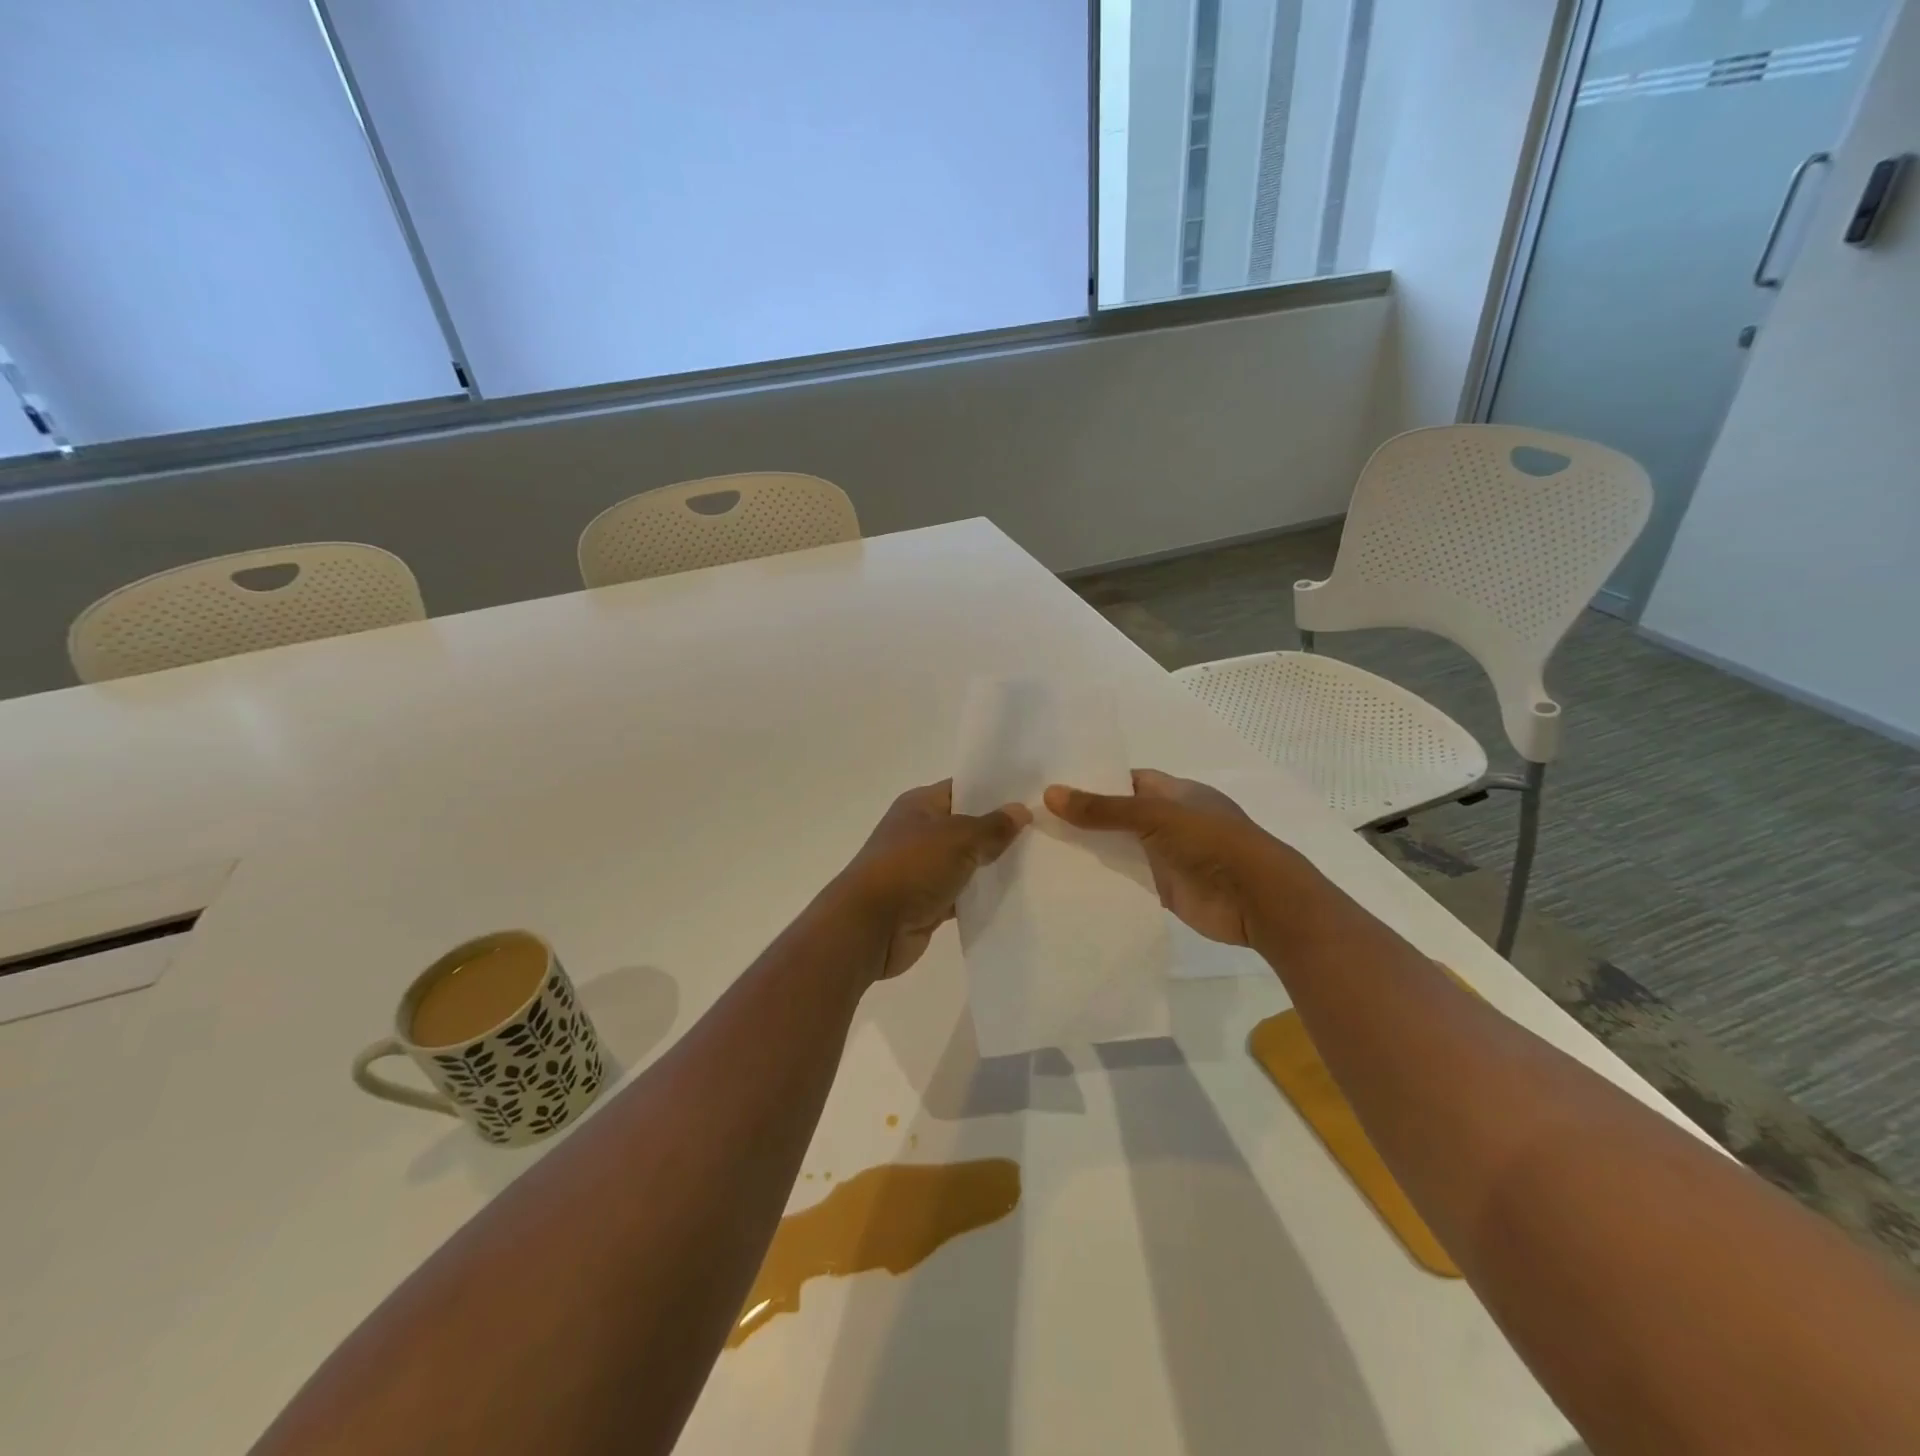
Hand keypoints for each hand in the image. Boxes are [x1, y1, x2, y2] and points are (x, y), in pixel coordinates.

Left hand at [832, 781, 1030, 980]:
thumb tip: (1020, 811)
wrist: (869, 926)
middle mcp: (919, 832)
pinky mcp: (927, 902)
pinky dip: (981, 896)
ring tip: (1039, 863)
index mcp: (920, 805)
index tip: (1032, 795)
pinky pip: (961, 894)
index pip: (963, 789)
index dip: (995, 791)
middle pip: (967, 826)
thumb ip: (992, 826)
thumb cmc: (911, 868)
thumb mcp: (958, 838)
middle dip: (1000, 830)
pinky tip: (1015, 896)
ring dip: (993, 866)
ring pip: (966, 862)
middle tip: (1045, 831)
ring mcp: (922, 869)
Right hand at [1045, 769, 1289, 945]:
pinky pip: (1126, 881)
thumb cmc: (1212, 842)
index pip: (1127, 781)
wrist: (1258, 900)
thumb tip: (1050, 793)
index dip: (1094, 780)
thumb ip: (1104, 809)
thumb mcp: (1155, 816)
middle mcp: (1169, 822)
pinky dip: (1102, 880)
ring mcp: (1166, 857)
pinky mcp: (1162, 890)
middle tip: (1034, 818)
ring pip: (1120, 849)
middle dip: (1085, 817)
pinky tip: (1065, 880)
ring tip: (1039, 847)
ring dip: (1090, 850)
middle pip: (1119, 816)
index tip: (1053, 785)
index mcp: (1175, 793)